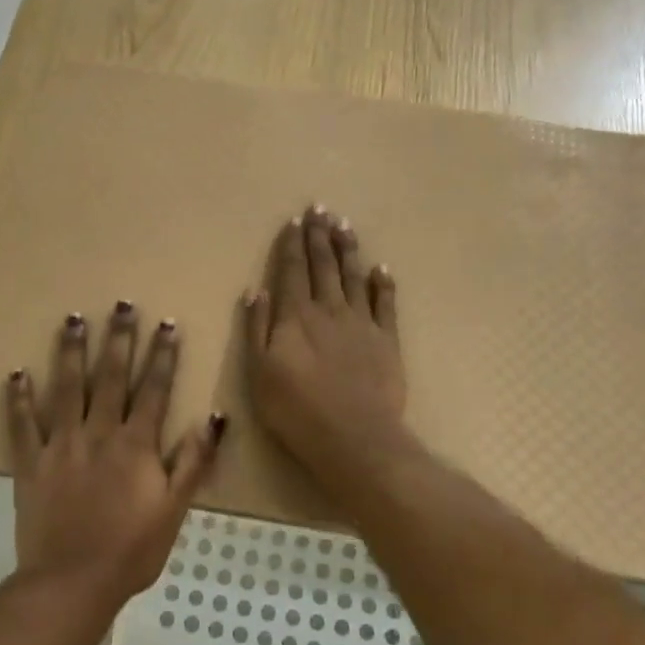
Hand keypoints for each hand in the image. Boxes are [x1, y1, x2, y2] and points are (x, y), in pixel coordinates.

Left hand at [6, 303, 223, 601]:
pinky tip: (16, 372)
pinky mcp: (31, 463)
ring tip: (73, 319)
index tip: (166, 323)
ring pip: (66, 388)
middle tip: (121, 303)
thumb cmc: (132, 549)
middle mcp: (99, 433)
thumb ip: (194, 461)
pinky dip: (19, 398)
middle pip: (110, 377)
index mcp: (136, 444)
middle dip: (118, 338)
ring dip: (71, 352)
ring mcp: (61, 445)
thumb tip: (213, 416)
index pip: (153, 389)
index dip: (162, 355)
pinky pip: (23, 425)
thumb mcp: (175, 509)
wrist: (72, 582)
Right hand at [243, 206, 407, 489]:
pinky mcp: (387, 340)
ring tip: (344, 225)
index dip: (291, 245)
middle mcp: (328, 310)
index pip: (291, 271)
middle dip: (319, 236)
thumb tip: (257, 290)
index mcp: (295, 317)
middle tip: (319, 208)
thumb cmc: (296, 409)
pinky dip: (383, 283)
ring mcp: (361, 323)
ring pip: (353, 276)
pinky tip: (380, 268)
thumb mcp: (259, 372)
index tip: (294, 220)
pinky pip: (385, 303)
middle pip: (322, 266)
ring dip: (347, 249)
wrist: (353, 436)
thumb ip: (258, 328)